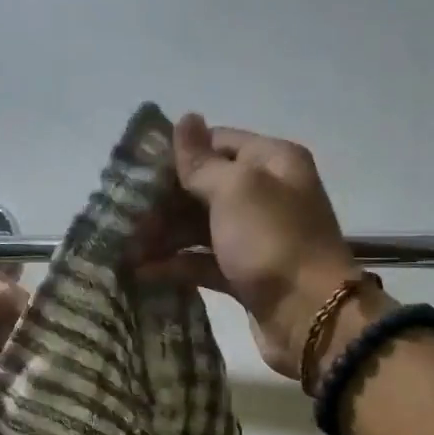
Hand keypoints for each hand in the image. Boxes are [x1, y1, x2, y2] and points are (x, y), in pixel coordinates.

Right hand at [134, 114, 374, 381]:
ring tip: (124, 245)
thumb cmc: (272, 242)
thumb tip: (185, 118)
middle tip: (123, 213)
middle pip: (205, 187)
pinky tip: (142, 271)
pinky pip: (203, 262)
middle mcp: (266, 194)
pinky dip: (176, 264)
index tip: (137, 169)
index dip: (179, 154)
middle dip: (164, 199)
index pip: (218, 143)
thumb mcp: (236, 190)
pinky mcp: (244, 274)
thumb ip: (202, 161)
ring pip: (200, 226)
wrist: (310, 316)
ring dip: (164, 234)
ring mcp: (255, 237)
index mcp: (272, 162)